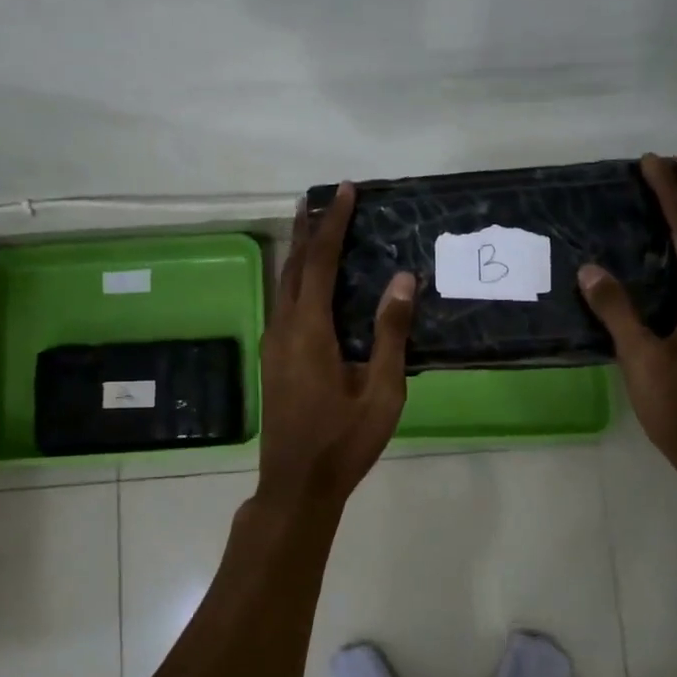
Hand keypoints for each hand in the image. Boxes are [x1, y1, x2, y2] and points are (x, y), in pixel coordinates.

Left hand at [255, 183, 416, 516]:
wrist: (296, 485)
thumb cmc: (343, 441)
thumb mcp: (381, 391)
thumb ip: (390, 333)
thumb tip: (403, 279)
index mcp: (310, 331)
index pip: (321, 262)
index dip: (333, 224)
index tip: (344, 191)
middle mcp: (284, 328)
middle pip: (295, 265)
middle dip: (308, 229)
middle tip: (321, 198)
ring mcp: (273, 344)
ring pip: (284, 284)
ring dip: (300, 252)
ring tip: (314, 228)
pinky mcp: (273, 359)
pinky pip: (284, 303)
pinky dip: (298, 279)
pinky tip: (310, 283)